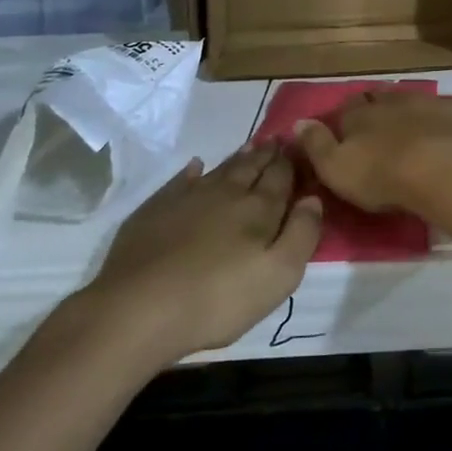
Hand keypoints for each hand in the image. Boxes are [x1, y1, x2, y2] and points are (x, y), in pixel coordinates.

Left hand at [79, 146, 321, 364]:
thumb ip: (302, 234)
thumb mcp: (278, 276)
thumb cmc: (218, 299)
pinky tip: (196, 166)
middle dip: (267, 155)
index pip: (281, 177)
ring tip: (250, 146)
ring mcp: (188, 198)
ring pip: (220, 170)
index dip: (291, 163)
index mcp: (259, 209)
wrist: (139, 309)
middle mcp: (226, 194)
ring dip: (238, 158)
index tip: (298, 148)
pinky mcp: (156, 210)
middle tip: (276, 141)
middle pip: (252, 168)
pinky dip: (192, 171)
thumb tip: (312, 199)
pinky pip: (181, 181)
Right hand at [294, 90, 451, 215]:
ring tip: (411, 130)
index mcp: (360, 115)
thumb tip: (297, 122)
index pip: (347, 109)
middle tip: (378, 128)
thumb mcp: (336, 168)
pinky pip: (448, 110)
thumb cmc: (384, 175)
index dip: (346, 119)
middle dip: (376, 108)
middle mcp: (391, 101)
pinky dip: (445, 118)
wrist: (445, 169)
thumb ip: (316, 145)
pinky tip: (448, 132)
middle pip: (379, 98)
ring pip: (412, 99)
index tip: (347, 132)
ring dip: (409, 110)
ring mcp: (428, 102)